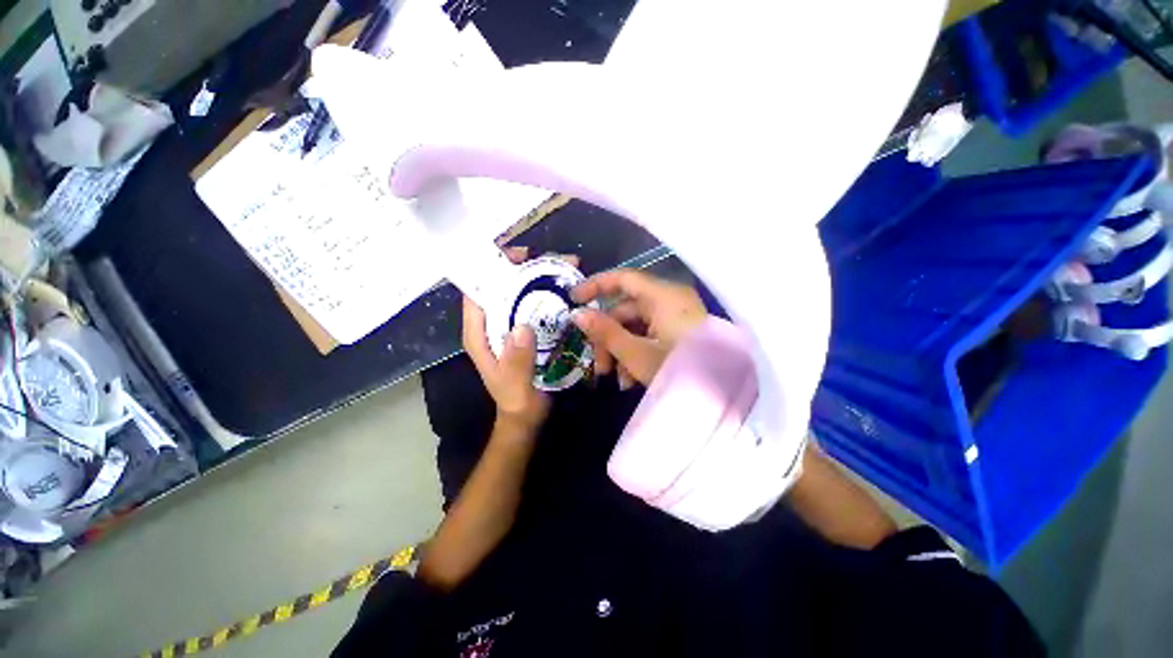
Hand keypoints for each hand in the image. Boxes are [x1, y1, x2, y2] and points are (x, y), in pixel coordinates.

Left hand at [462, 247, 550, 429]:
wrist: (527, 416)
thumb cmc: (518, 402)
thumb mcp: (516, 387)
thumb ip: (517, 362)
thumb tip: (522, 327)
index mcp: (479, 334)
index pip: (478, 292)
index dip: (493, 269)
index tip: (520, 256)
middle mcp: (492, 325)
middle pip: (502, 287)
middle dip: (524, 270)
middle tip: (554, 262)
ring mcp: (510, 326)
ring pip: (520, 294)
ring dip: (540, 279)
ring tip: (567, 270)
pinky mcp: (526, 331)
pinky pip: (535, 306)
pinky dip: (549, 295)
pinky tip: (569, 291)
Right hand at [571, 269, 707, 387]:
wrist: (722, 396)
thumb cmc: (677, 369)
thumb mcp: (635, 353)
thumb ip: (605, 332)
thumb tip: (577, 315)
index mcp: (663, 296)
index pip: (623, 278)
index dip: (595, 286)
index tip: (573, 299)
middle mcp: (670, 301)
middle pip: (626, 310)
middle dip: (608, 338)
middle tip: (598, 366)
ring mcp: (676, 318)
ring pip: (636, 326)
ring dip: (620, 351)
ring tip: (617, 380)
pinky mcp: (680, 333)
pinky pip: (650, 336)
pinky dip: (637, 353)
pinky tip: (631, 379)